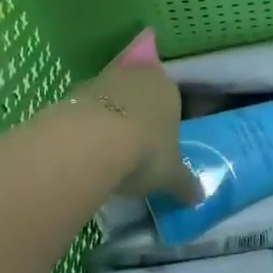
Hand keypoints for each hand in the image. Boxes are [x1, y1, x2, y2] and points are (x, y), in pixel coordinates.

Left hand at [66, 61, 199, 202]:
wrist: (91, 143)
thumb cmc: (145, 153)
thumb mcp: (171, 176)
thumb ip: (185, 184)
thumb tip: (198, 197)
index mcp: (169, 89)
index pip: (172, 99)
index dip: (166, 121)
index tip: (160, 144)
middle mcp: (139, 75)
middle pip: (140, 92)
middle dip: (138, 112)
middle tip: (135, 144)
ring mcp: (104, 79)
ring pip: (112, 95)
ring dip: (111, 114)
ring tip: (108, 148)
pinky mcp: (74, 90)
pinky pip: (87, 106)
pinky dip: (88, 121)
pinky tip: (85, 145)